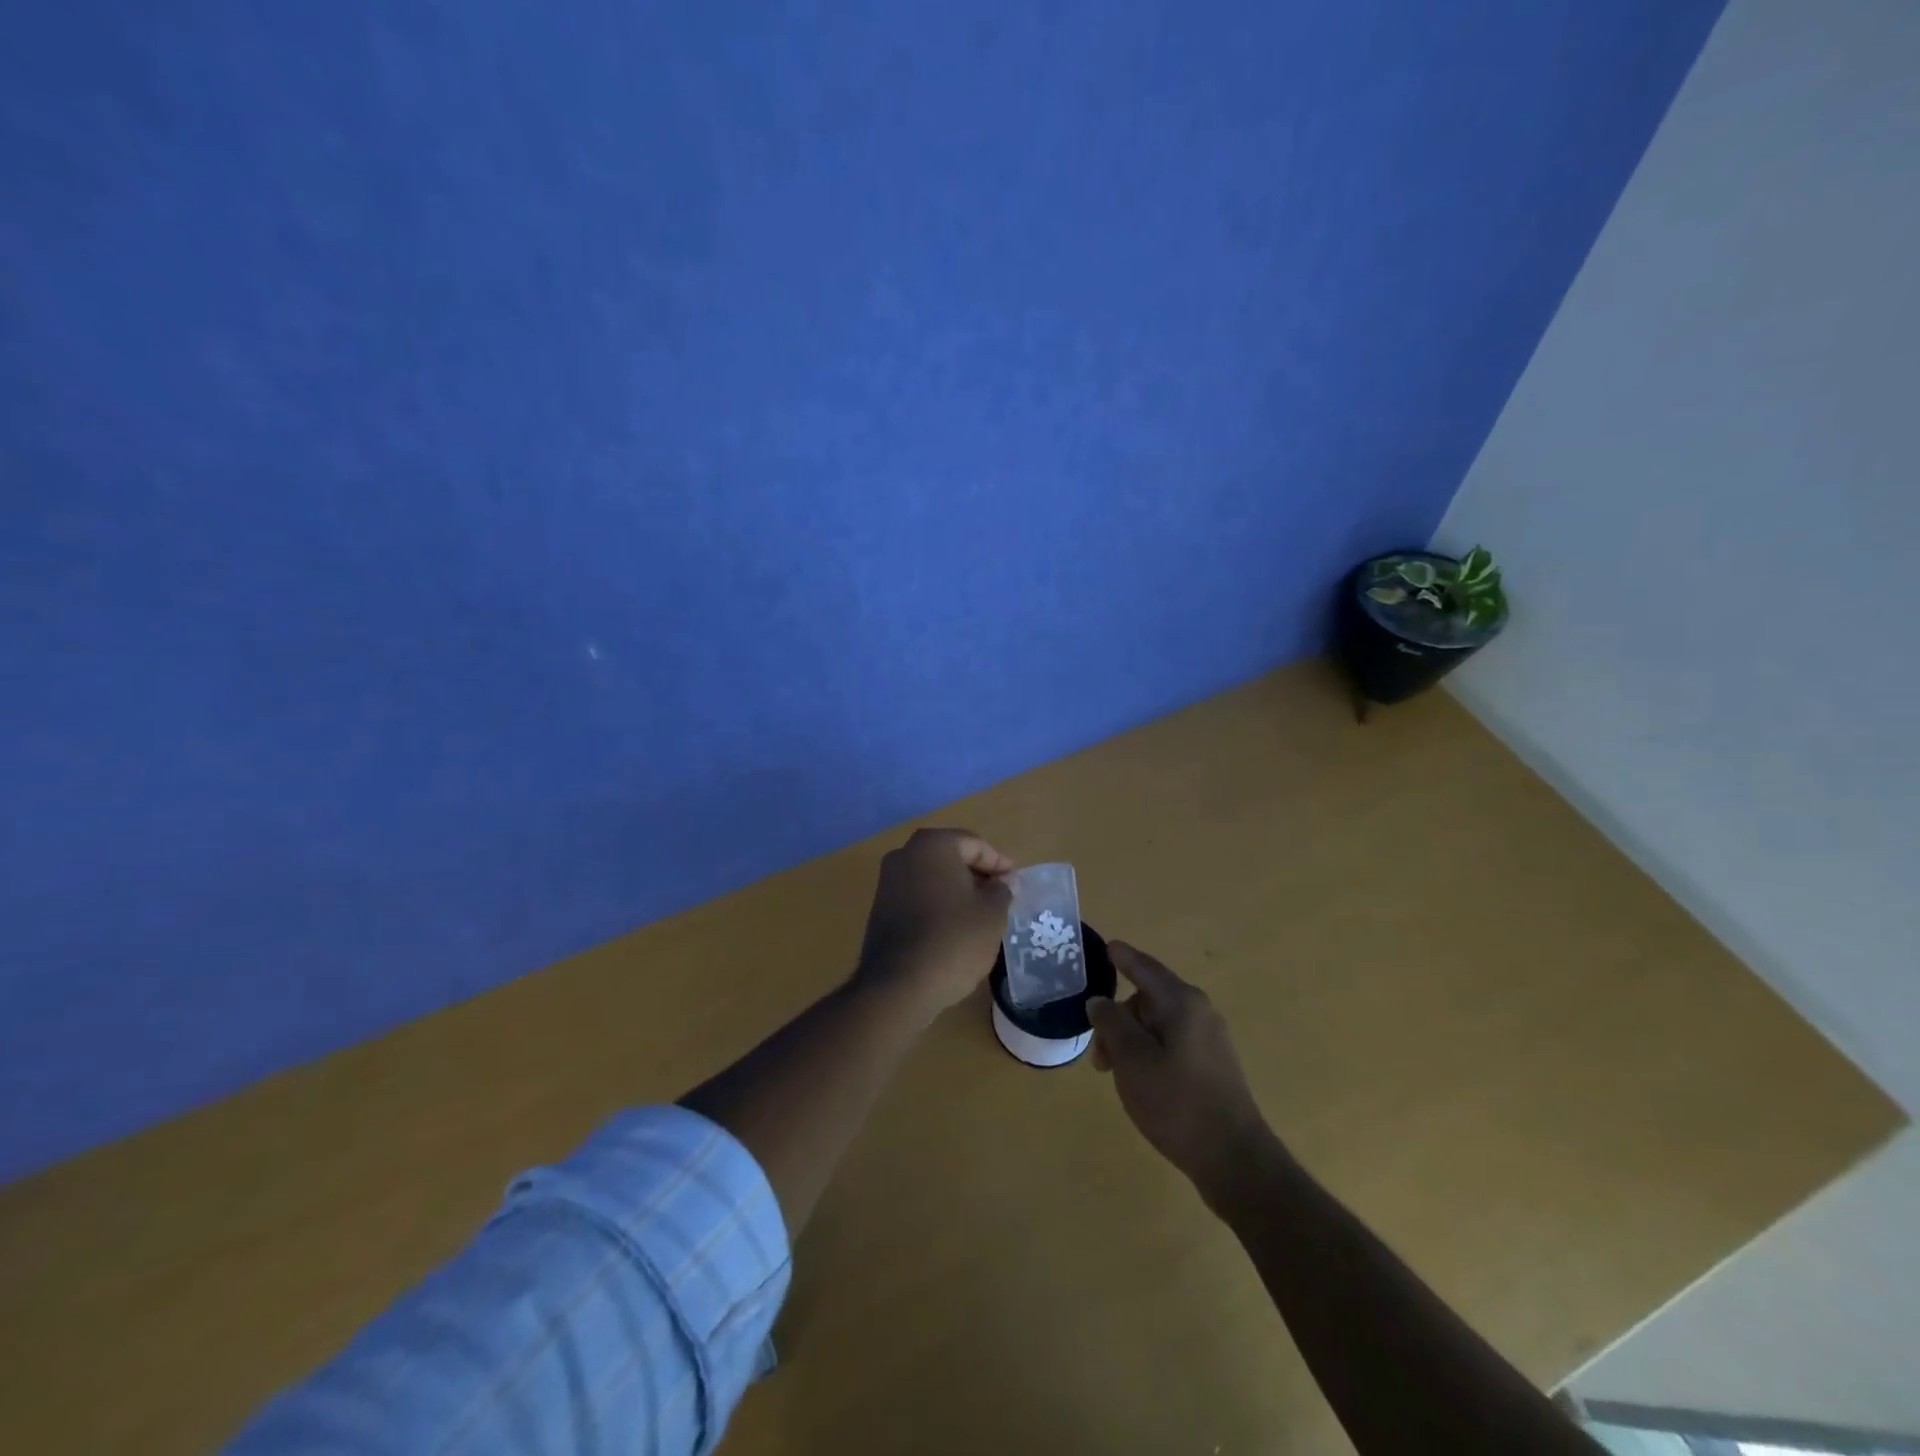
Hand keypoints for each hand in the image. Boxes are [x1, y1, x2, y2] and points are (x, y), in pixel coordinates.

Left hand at [855, 828, 1013, 1017]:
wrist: (899, 986)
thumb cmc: (954, 939)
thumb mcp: (992, 913)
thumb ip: (1002, 890)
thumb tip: (1006, 880)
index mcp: (932, 845)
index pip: (974, 844)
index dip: (999, 863)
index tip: (1015, 883)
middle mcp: (904, 854)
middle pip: (950, 858)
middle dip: (977, 875)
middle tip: (1001, 897)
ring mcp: (887, 882)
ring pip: (933, 878)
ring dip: (957, 891)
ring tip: (981, 915)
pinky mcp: (880, 910)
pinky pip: (917, 897)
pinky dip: (937, 906)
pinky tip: (954, 929)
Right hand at [1088, 942, 1274, 1196]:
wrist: (1234, 1160)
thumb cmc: (1177, 1103)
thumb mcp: (1131, 1060)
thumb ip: (1111, 1023)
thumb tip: (1100, 1001)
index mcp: (1181, 1002)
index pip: (1144, 967)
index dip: (1122, 957)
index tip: (1106, 947)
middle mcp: (1200, 1011)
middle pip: (1148, 999)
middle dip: (1118, 1019)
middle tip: (1100, 1057)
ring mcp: (1210, 1039)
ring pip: (1159, 1024)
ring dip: (1132, 1041)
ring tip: (1117, 1076)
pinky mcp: (1214, 1065)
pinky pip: (1172, 1043)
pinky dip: (1150, 1053)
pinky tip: (1143, 1083)